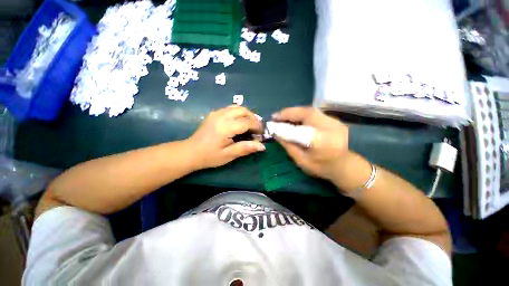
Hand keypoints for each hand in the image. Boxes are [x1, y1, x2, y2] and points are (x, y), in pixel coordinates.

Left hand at [187, 105, 264, 169]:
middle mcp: (221, 116)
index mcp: (225, 127)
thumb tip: (262, 146)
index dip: (257, 126)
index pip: (247, 122)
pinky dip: (238, 113)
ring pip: (237, 107)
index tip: (261, 134)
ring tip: (250, 125)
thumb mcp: (229, 155)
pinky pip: (230, 108)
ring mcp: (216, 113)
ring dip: (246, 114)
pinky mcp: (214, 113)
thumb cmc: (210, 156)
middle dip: (253, 118)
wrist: (190, 152)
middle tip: (256, 129)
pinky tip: (239, 122)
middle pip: (243, 110)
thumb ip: (245, 148)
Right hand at [272, 107, 349, 181]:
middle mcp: (331, 128)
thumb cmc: (321, 167)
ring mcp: (335, 122)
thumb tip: (275, 133)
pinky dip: (302, 114)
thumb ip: (288, 145)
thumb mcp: (301, 160)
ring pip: (311, 110)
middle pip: (307, 113)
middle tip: (276, 116)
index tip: (272, 122)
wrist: (344, 166)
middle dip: (289, 113)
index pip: (299, 130)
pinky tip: (294, 118)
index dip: (285, 125)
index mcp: (323, 143)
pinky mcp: (334, 119)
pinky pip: (314, 113)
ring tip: (283, 117)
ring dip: (294, 112)